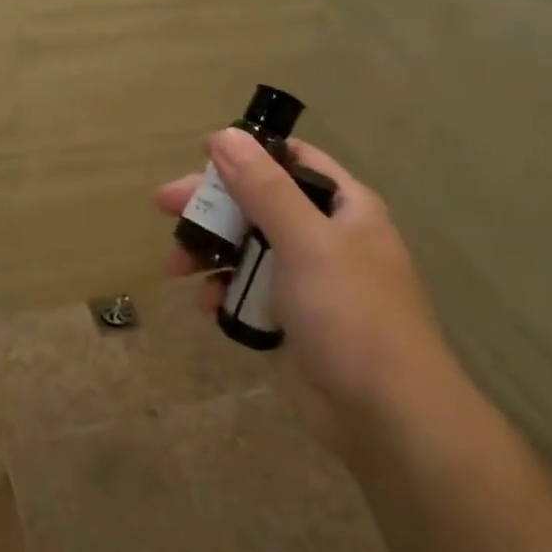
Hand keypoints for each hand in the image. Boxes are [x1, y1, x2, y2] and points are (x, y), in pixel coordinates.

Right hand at [156, 128, 449, 452]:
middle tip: (164, 205)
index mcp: (343, 207)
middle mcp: (326, 236)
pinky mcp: (291, 318)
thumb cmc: (352, 314)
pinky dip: (224, 291)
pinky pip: (248, 290)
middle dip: (212, 206)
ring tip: (174, 267)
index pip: (292, 160)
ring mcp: (308, 280)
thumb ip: (264, 188)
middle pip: (258, 203)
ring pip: (247, 248)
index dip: (248, 153)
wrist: (386, 416)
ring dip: (209, 252)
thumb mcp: (306, 241)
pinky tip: (207, 305)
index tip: (202, 156)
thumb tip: (225, 136)